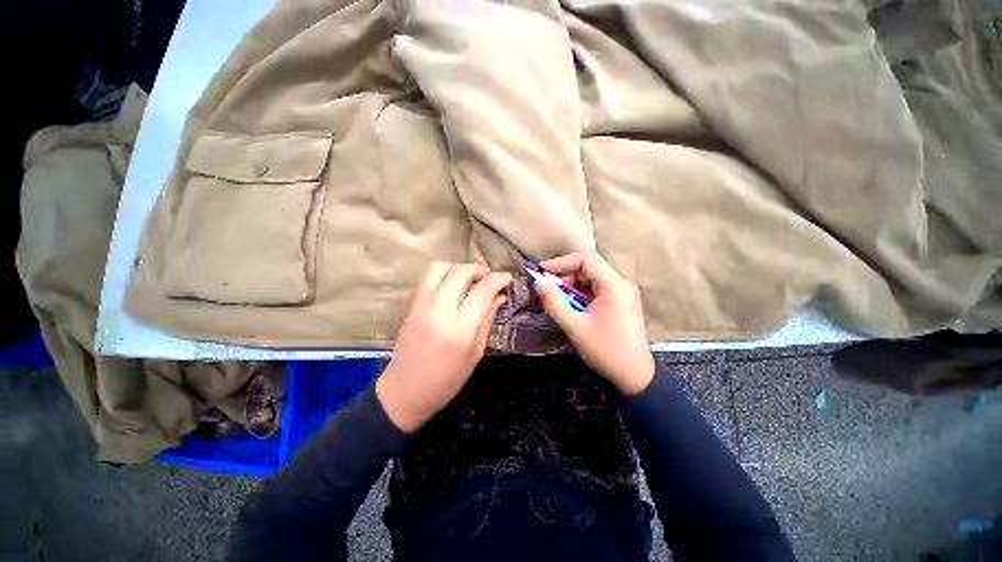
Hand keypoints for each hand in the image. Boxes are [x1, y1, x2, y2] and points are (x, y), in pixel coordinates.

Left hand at [376, 262, 510, 431]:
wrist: (406, 390)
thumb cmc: (447, 379)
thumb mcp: (476, 352)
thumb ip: (487, 319)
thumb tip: (499, 296)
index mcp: (460, 329)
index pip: (482, 291)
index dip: (498, 280)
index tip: (507, 278)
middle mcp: (439, 311)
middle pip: (460, 272)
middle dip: (479, 270)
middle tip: (489, 279)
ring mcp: (421, 305)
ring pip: (439, 267)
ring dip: (458, 268)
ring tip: (469, 280)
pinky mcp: (411, 305)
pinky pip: (428, 277)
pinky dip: (444, 274)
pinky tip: (452, 287)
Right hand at [535, 252, 654, 394]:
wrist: (634, 376)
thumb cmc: (606, 350)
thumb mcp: (575, 327)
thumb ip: (554, 303)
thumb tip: (538, 284)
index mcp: (614, 286)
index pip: (586, 260)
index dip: (562, 262)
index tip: (543, 271)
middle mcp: (621, 284)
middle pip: (589, 269)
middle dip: (566, 277)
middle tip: (549, 291)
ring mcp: (623, 293)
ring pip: (591, 280)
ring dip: (572, 287)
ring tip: (559, 302)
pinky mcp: (621, 302)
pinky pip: (597, 290)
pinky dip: (581, 295)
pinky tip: (573, 308)